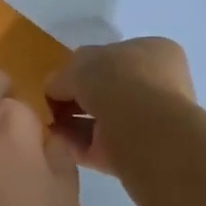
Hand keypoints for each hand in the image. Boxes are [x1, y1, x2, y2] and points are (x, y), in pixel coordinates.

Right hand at [43, 38, 193, 175]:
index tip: (60, 80)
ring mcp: (151, 121)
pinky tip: (57, 142)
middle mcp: (158, 85)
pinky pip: (101, 145)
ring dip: (74, 122)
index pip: (113, 56)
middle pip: (107, 89)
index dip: (83, 67)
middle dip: (77, 98)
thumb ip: (63, 75)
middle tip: (50, 105)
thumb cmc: (117, 82)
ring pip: (103, 119)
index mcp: (153, 52)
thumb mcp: (79, 64)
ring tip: (48, 125)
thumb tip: (54, 88)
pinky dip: (78, 144)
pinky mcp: (140, 153)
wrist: (146, 134)